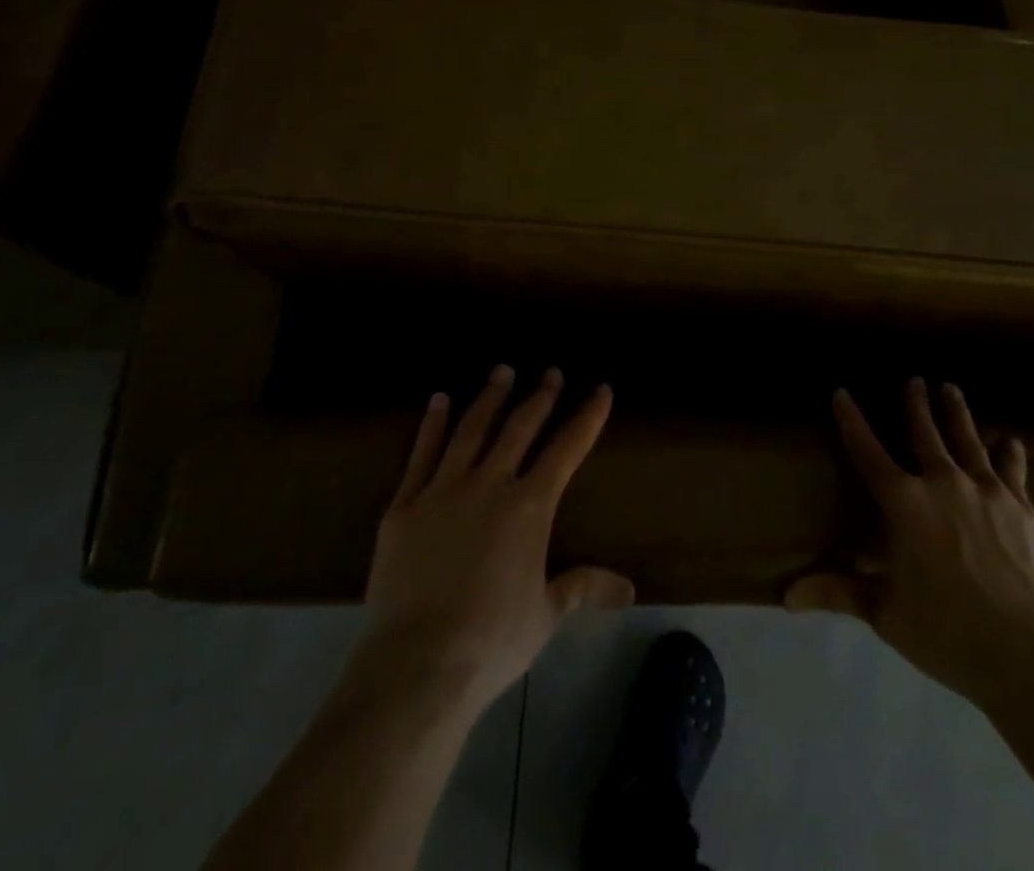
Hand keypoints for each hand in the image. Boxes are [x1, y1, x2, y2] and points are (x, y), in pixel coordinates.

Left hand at [356, 365, 634, 718]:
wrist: (416, 663)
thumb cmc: (491, 641)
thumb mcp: (544, 615)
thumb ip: (582, 588)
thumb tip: (628, 589)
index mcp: (529, 507)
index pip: (567, 450)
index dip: (587, 418)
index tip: (601, 389)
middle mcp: (489, 484)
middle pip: (519, 428)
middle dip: (540, 397)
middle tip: (552, 372)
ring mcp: (443, 489)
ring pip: (471, 429)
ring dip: (490, 397)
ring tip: (503, 371)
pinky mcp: (405, 504)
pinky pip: (421, 453)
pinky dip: (433, 424)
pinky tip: (440, 400)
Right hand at [786, 379, 1033, 714]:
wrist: (1033, 657)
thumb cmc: (948, 634)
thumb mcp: (885, 614)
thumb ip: (838, 592)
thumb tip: (786, 596)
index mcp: (903, 503)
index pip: (867, 450)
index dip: (851, 420)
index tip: (841, 392)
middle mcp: (942, 483)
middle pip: (924, 432)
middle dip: (915, 403)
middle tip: (913, 380)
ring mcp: (987, 492)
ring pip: (967, 439)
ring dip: (956, 412)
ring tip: (950, 389)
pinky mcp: (1024, 508)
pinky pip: (1012, 468)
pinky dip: (1008, 451)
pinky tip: (1010, 439)